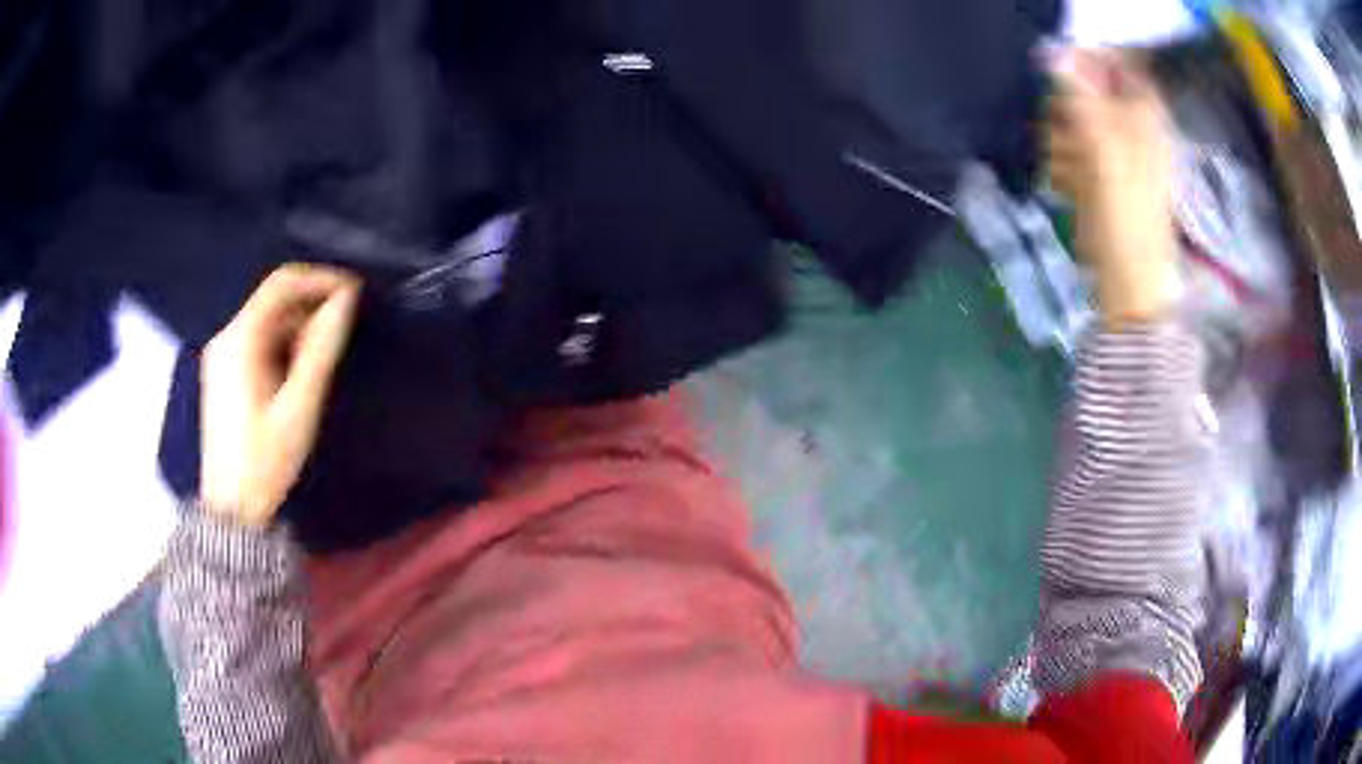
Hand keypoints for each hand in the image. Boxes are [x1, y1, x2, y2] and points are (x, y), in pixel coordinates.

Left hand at [200, 264, 360, 526]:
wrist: (232, 510)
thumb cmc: (266, 461)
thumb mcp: (299, 406)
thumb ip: (321, 349)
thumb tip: (347, 301)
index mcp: (240, 340)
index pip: (282, 283)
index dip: (321, 278)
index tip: (354, 292)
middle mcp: (227, 337)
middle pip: (273, 300)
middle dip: (312, 304)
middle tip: (346, 326)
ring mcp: (222, 355)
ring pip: (267, 321)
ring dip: (299, 326)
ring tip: (328, 352)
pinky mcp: (224, 373)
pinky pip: (259, 341)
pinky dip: (284, 344)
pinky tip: (301, 371)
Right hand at [1046, 49, 1180, 325]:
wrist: (1129, 280)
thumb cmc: (1126, 213)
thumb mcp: (1102, 146)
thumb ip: (1078, 94)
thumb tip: (1051, 50)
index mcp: (1145, 113)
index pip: (1115, 61)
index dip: (1086, 60)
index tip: (1056, 70)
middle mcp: (1133, 125)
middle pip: (1088, 90)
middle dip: (1066, 107)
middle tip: (1064, 129)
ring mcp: (1117, 152)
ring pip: (1074, 120)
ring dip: (1060, 139)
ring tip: (1067, 168)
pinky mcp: (1101, 176)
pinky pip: (1072, 150)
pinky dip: (1064, 163)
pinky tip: (1066, 184)